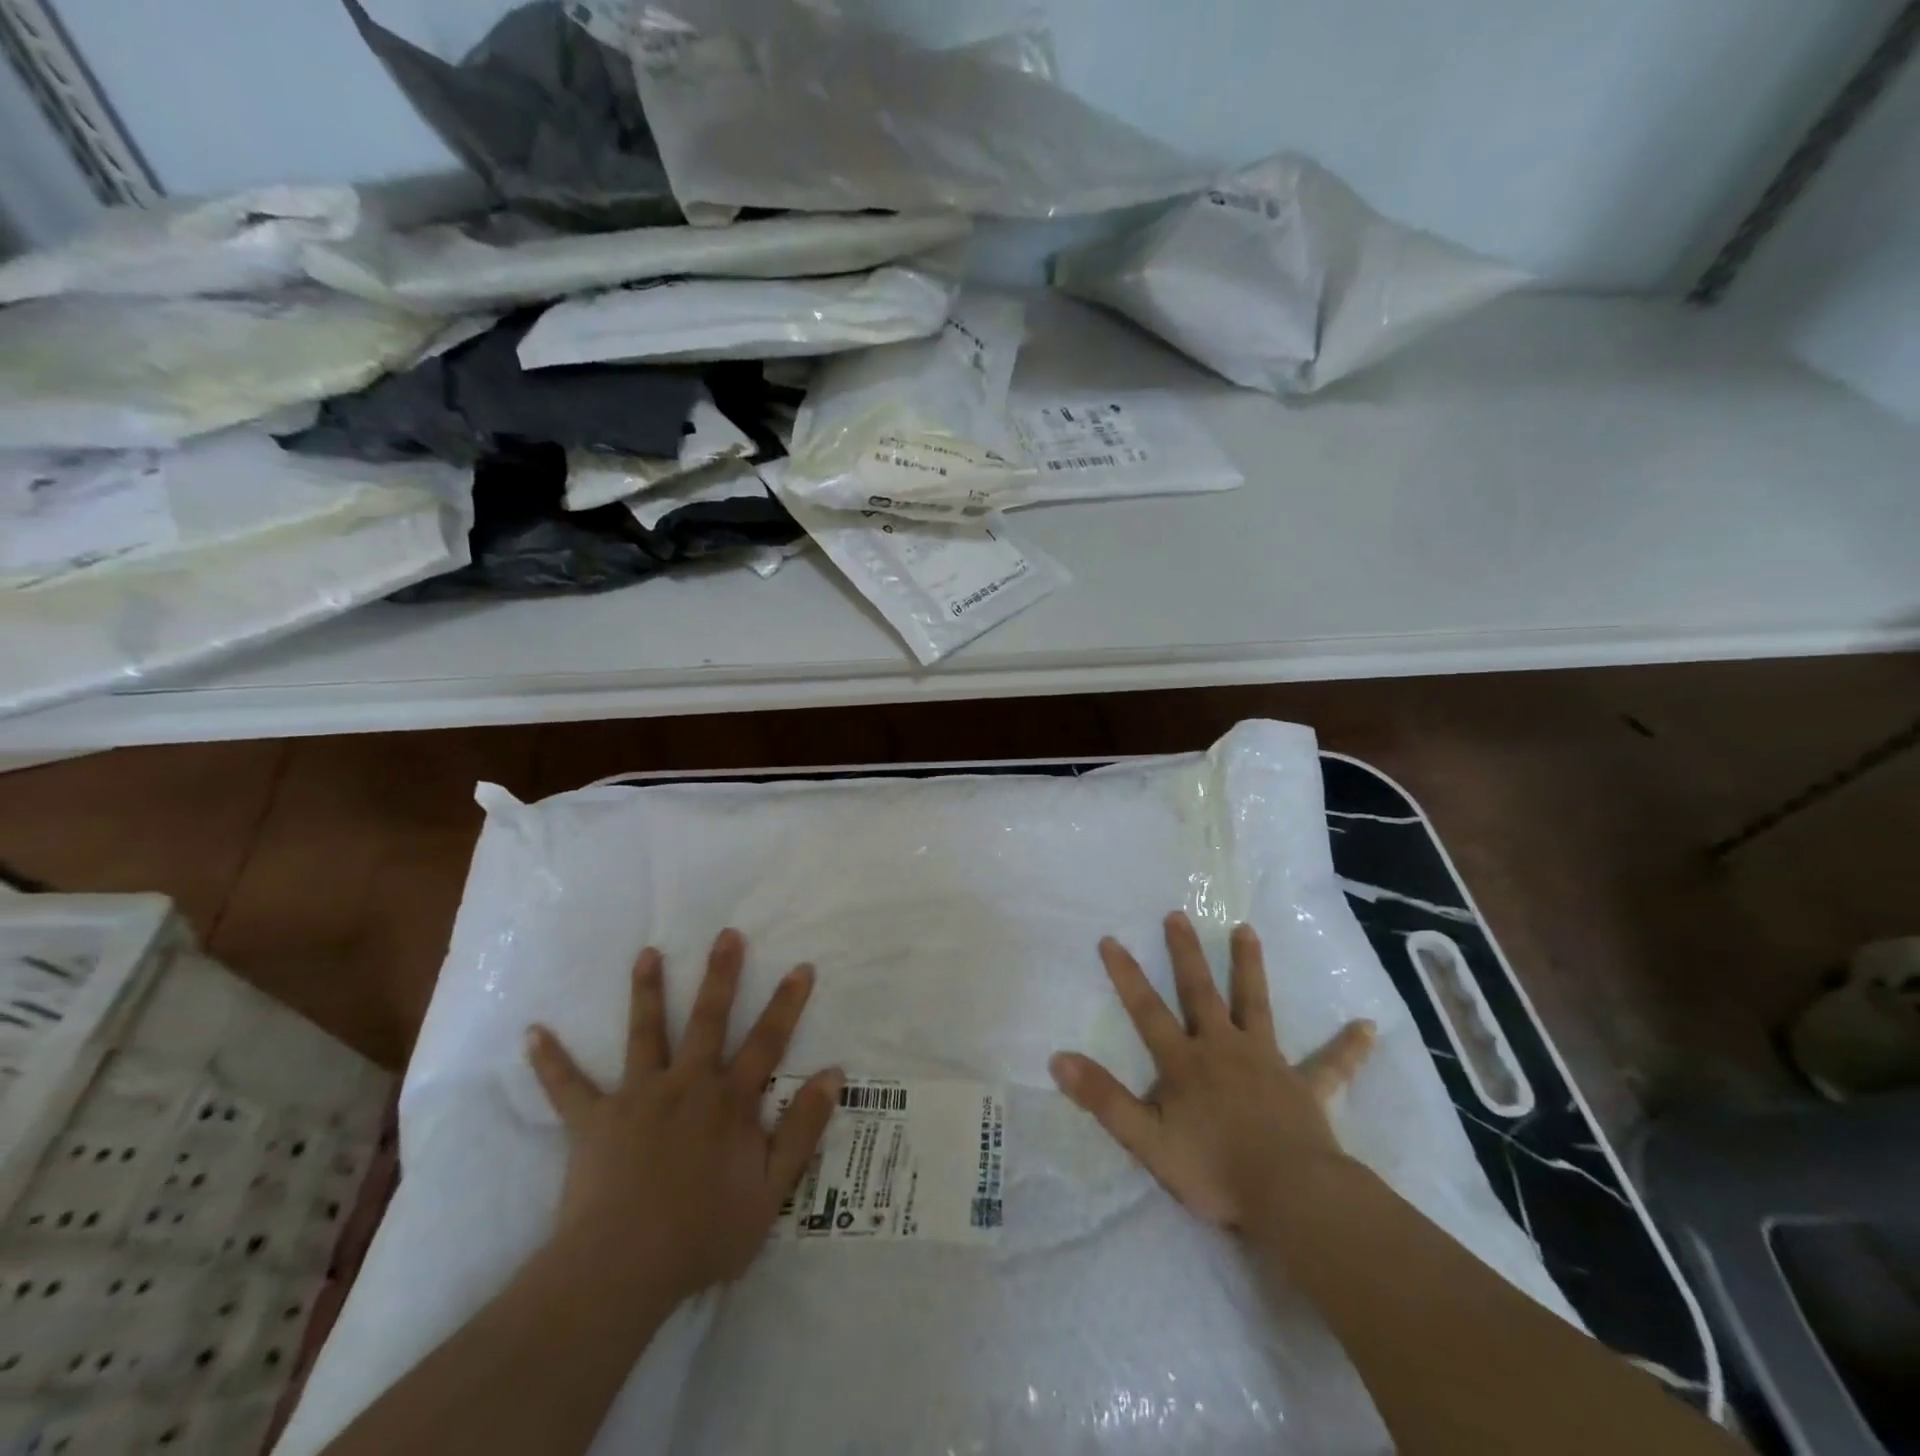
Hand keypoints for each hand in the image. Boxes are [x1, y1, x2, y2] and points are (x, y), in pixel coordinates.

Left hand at [525, 929, 842, 1306]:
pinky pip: (568, 1087)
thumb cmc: (703, 1234)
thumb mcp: (772, 1190)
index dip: (787, 1004)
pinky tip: (532, 1033)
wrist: (622, 1271)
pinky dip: (551, 1061)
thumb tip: (832, 1074)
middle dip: (720, 975)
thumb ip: (803, 1129)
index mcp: (729, 1101)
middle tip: (727, 934)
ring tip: (647, 954)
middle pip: (708, 1019)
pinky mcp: (593, 1120)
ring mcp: (637, 1097)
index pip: (768, 1042)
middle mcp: (687, 1084)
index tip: (801, 966)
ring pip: (645, 1033)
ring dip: (646, 991)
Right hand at [1050, 912, 1375, 1229]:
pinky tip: (1370, 1027)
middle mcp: (1223, 1048)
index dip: (1127, 975)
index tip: (1111, 939)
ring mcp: (1268, 1063)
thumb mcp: (1145, 1139)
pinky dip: (1348, 1048)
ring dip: (1249, 967)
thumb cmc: (1214, 1170)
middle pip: (1201, 992)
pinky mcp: (1306, 1087)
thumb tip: (1058, 1058)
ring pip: (1256, 1005)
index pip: (1147, 1010)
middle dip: (1186, 953)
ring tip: (1247, 930)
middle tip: (1180, 915)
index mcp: (1185, 1062)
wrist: (1289, 1196)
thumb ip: (1103, 1098)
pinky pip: (1331, 1065)